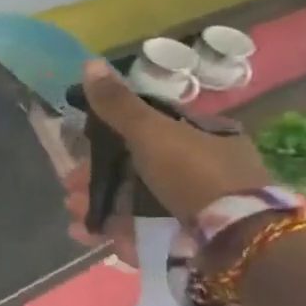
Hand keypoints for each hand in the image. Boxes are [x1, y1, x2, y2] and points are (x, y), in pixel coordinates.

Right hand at [74, 58, 268, 223]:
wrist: (234, 242)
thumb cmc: (194, 175)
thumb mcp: (152, 132)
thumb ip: (118, 105)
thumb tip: (89, 62)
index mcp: (204, 138)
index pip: (150, 131)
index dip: (111, 139)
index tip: (81, 149)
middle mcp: (202, 172)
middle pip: (137, 170)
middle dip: (97, 178)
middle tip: (70, 187)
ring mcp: (195, 211)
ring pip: (135, 204)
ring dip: (98, 206)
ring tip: (73, 213)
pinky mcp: (186, 243)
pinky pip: (143, 234)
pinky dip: (113, 233)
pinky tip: (87, 234)